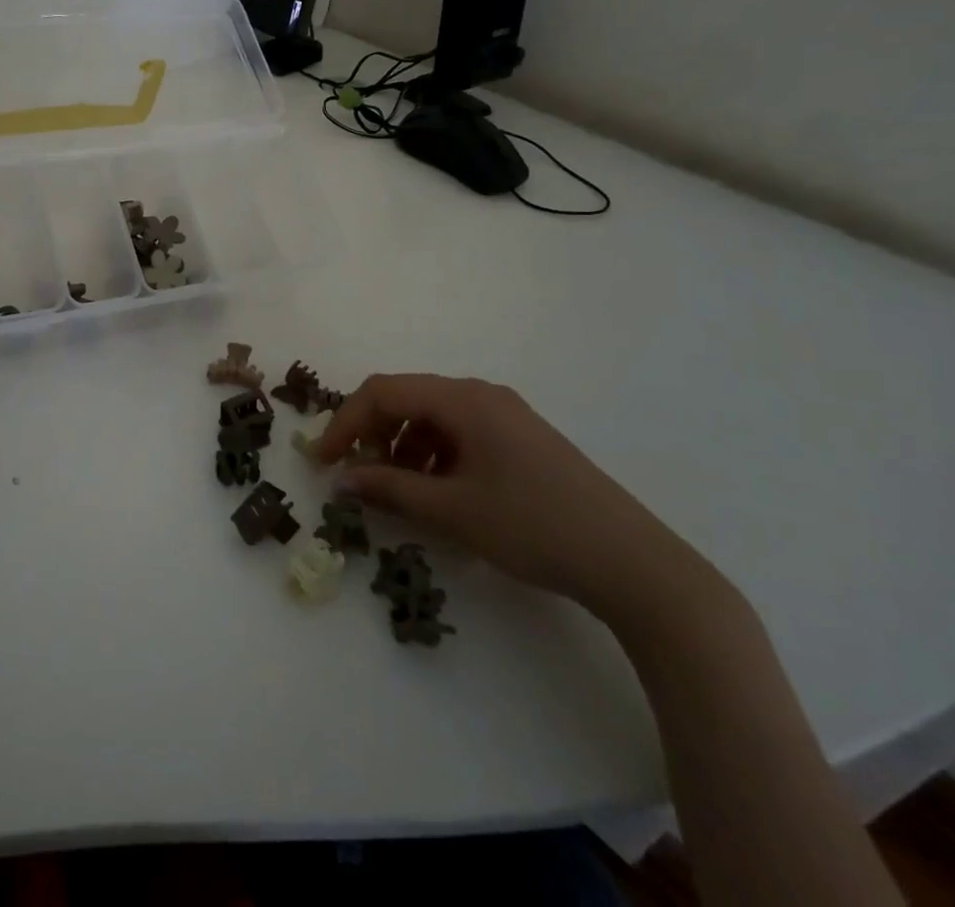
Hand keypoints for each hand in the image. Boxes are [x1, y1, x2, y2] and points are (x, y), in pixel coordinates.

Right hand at [315, 374, 715, 630]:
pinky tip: (438, 492)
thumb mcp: (453, 510)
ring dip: (403, 446)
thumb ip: (390, 489)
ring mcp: (506, 415)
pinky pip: (460, 433)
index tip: (322, 462)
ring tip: (397, 490)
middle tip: (356, 475)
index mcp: (464, 398)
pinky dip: (434, 455)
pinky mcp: (521, 439)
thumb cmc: (534, 527)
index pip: (383, 391)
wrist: (633, 563)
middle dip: (372, 433)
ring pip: (433, 416)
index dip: (344, 422)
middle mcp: (482, 394)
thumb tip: (341, 479)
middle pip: (407, 398)